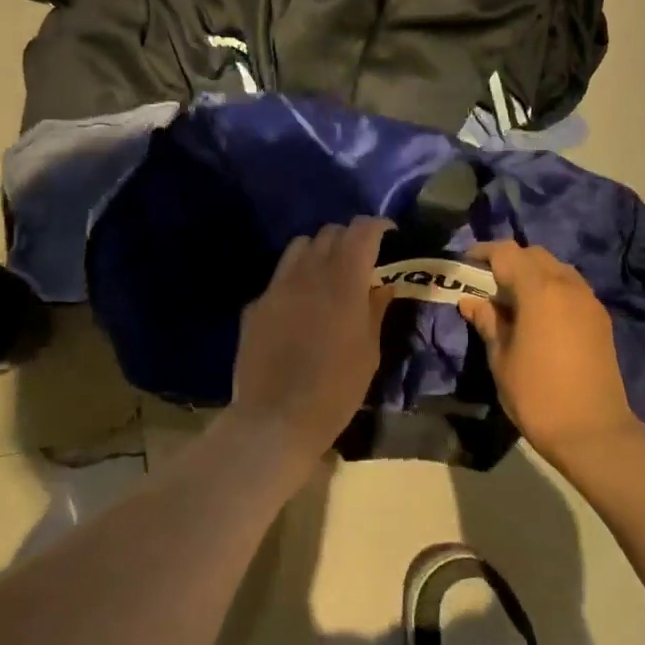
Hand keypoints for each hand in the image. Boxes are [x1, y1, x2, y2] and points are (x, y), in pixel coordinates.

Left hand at [231, 217, 395, 457]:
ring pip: (299, 246)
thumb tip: (381, 285)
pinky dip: (296, 278)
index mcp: (343, 282)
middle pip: (329, 232)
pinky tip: (300, 305)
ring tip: (328, 274)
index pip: (361, 232)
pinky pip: (279, 276)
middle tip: (361, 259)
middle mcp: (308, 273)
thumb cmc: (335, 390)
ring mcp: (277, 287)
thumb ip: (375, 310)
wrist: (275, 418)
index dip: (377, 226)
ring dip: (319, 251)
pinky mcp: (256, 304)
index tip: (388, 235)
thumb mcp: (369, 353)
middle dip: (349, 238)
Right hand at [459, 240, 640, 463]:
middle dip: (509, 261)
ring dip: (532, 274)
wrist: (592, 431)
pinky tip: (537, 316)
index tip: (465, 264)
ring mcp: (588, 301)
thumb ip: (488, 322)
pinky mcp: (600, 319)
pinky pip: (571, 288)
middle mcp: (568, 286)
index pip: (507, 253)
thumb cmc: (537, 395)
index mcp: (540, 290)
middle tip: (486, 284)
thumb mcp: (501, 358)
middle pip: (534, 255)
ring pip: (556, 269)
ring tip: (511, 300)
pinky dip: (551, 289)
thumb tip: (471, 301)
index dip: (483, 253)